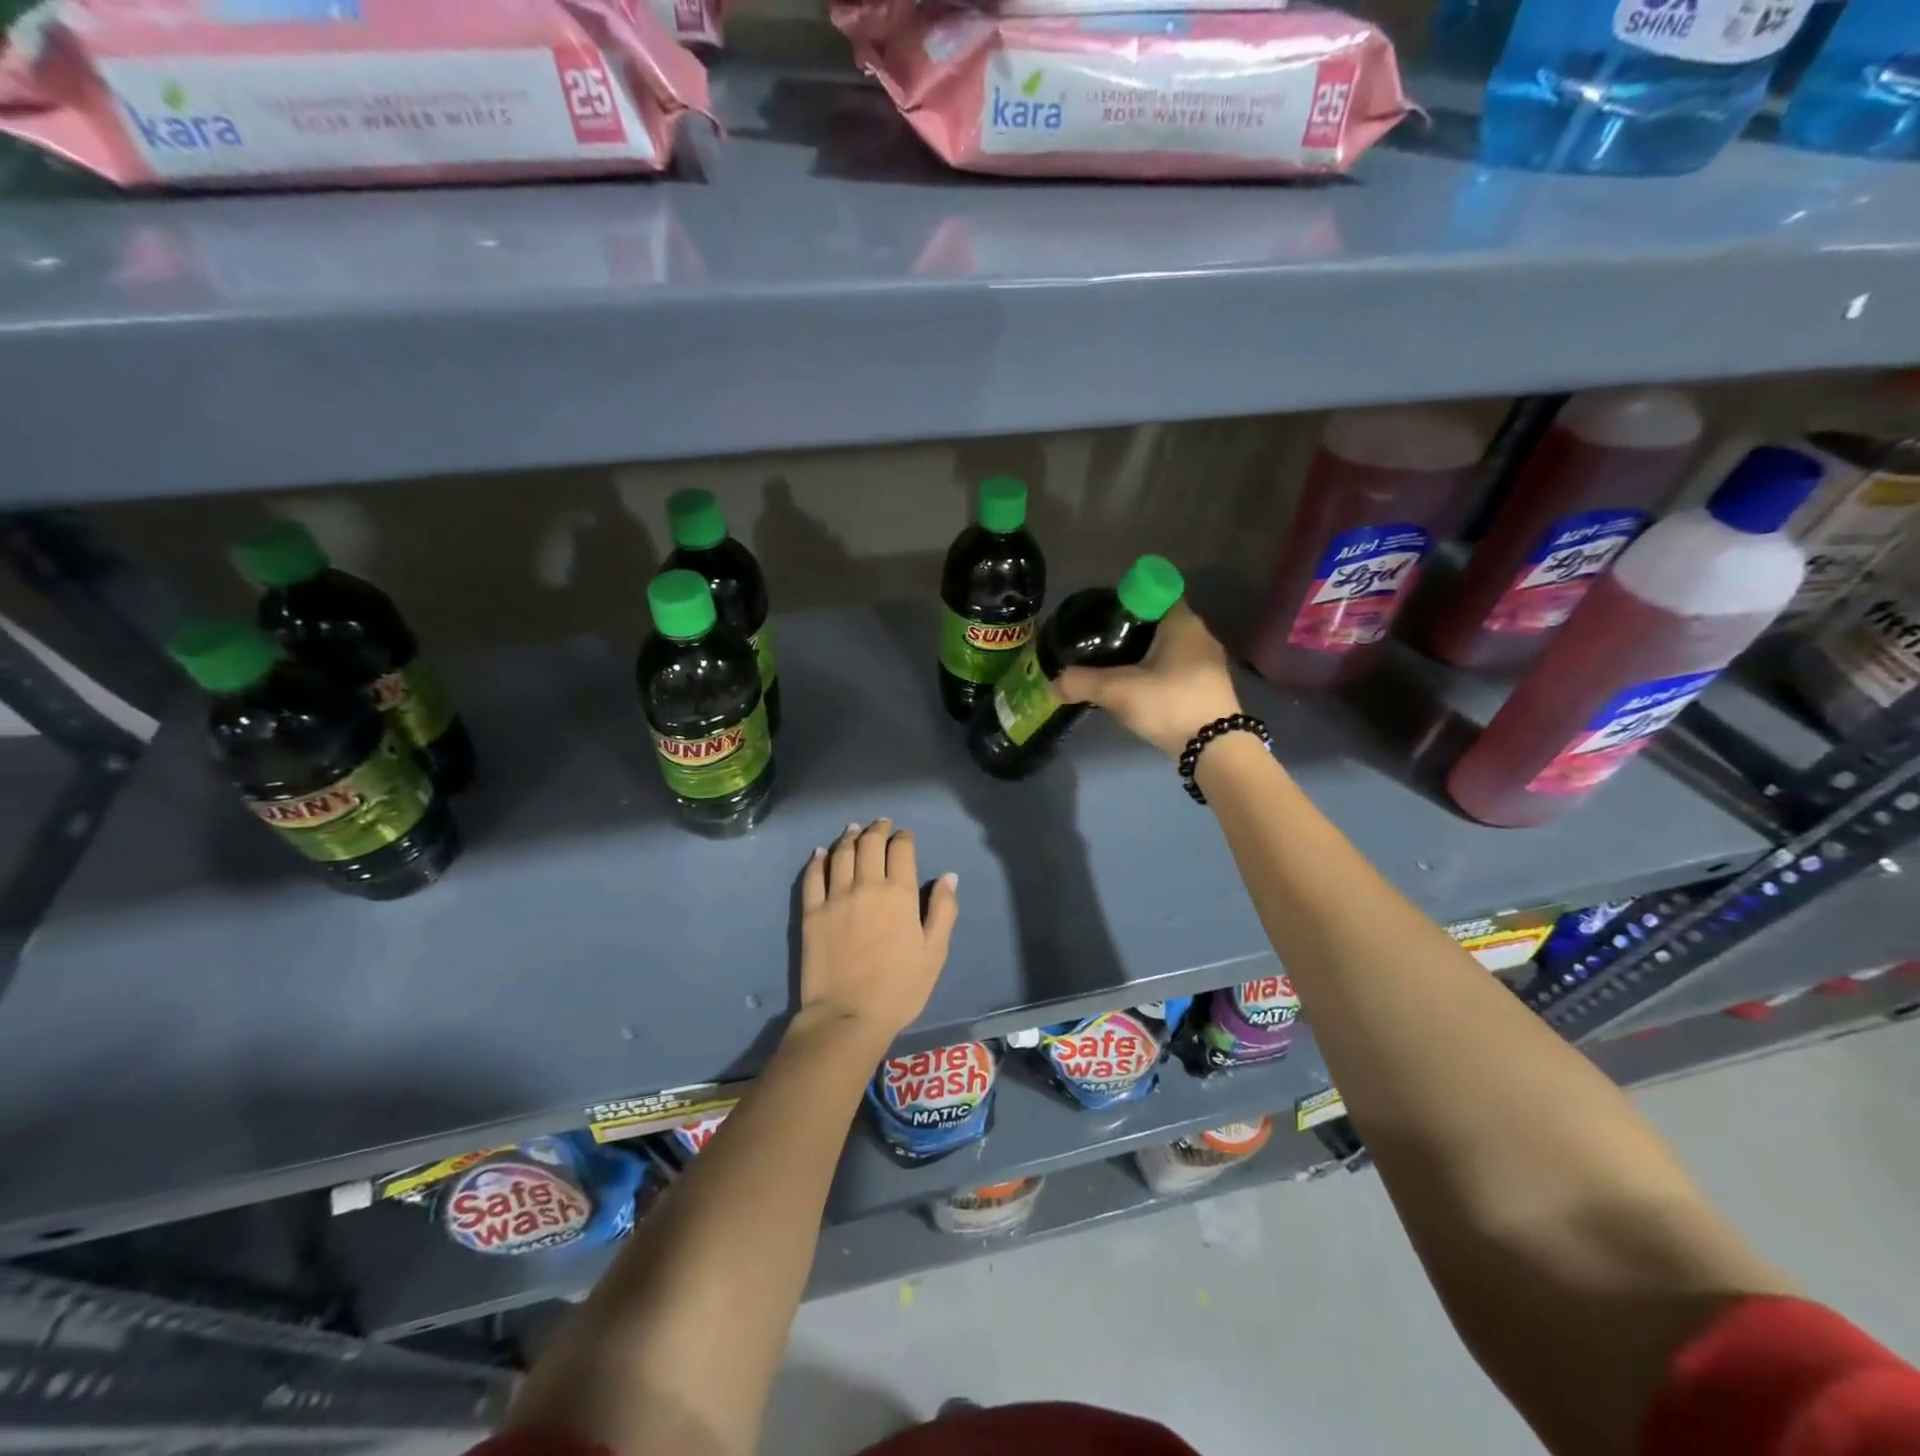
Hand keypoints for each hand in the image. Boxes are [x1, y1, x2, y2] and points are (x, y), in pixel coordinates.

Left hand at [795, 820, 957, 1050]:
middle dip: (877, 829)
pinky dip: (818, 860)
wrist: (847, 1016)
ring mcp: (835, 896)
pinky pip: (813, 876)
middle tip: (881, 824)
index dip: (903, 837)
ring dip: (849, 838)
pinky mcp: (811, 912)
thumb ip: (943, 910)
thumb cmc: (900, 988)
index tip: (904, 836)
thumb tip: (948, 876)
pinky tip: (821, 853)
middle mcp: (867, 885)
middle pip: (870, 844)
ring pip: (841, 854)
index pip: (901, 849)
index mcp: (900, 893)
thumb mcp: (934, 952)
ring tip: (854, 830)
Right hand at [1056, 602, 1242, 757]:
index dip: (1129, 600)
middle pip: (1160, 622)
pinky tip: (1138, 689)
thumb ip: (1082, 683)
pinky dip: (1158, 674)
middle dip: (1132, 630)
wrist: (1215, 749)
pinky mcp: (1209, 688)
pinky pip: (1177, 669)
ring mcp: (1208, 663)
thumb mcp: (1118, 691)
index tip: (1105, 616)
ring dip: (1145, 655)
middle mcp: (1200, 636)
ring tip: (1115, 666)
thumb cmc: (1169, 703)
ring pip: (1169, 648)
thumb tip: (1052, 685)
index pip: (1155, 594)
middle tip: (1102, 642)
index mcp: (1182, 622)